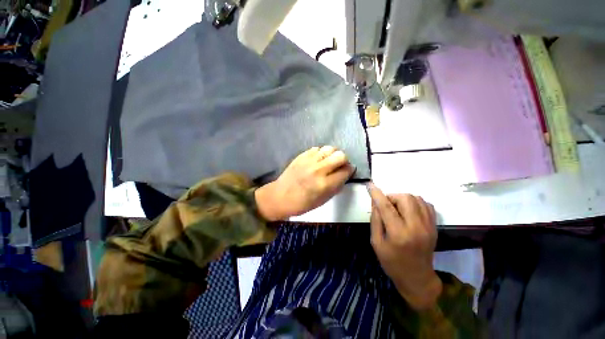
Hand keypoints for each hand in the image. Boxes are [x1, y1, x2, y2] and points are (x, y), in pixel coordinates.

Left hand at [255, 146, 354, 220]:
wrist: (280, 196)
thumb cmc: (302, 203)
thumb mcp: (323, 200)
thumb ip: (336, 186)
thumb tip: (345, 174)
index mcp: (325, 184)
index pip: (346, 171)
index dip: (350, 171)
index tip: (348, 172)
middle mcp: (319, 169)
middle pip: (341, 155)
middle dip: (344, 160)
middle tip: (339, 166)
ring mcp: (309, 161)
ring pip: (330, 148)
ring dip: (332, 154)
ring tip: (328, 161)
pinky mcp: (302, 156)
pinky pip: (317, 148)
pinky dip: (320, 153)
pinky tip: (317, 160)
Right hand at [367, 183, 441, 309]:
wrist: (417, 277)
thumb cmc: (392, 262)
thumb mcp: (376, 242)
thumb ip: (375, 220)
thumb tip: (375, 202)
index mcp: (398, 234)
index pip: (386, 207)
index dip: (376, 194)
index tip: (370, 185)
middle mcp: (416, 227)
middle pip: (405, 198)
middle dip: (392, 196)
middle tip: (386, 205)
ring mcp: (428, 226)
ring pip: (417, 198)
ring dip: (403, 199)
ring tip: (396, 208)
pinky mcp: (434, 227)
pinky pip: (426, 204)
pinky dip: (415, 202)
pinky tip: (408, 210)